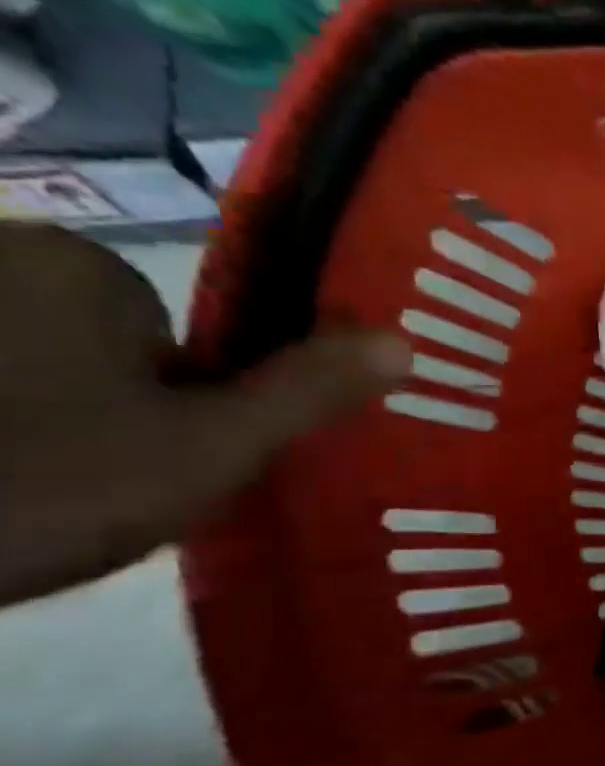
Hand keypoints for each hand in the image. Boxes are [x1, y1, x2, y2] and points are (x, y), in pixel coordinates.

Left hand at [0, 224, 406, 607]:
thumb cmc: (25, 483)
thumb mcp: (205, 448)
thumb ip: (305, 392)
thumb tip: (404, 340)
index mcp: (70, 267)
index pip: (164, 334)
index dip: (173, 404)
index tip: (141, 463)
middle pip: (81, 348)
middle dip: (95, 414)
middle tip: (75, 489)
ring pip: (7, 373)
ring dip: (24, 429)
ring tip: (6, 498)